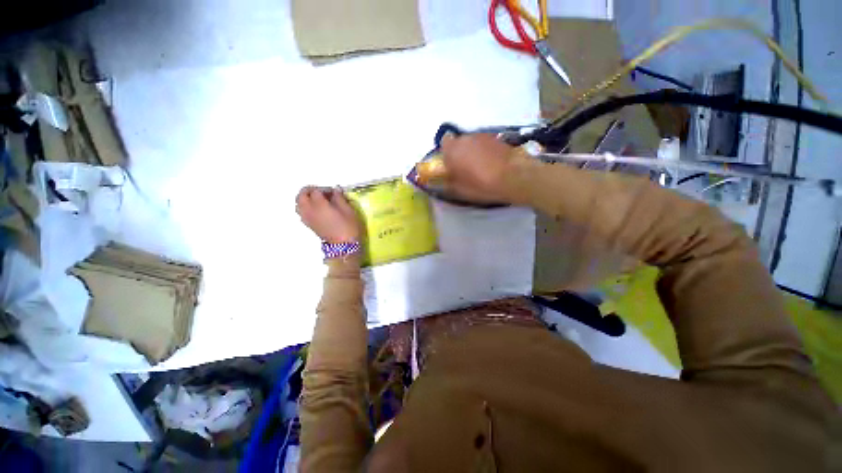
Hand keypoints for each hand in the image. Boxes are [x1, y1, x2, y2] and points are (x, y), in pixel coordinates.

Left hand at [296, 187, 360, 243]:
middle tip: (322, 193)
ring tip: (317, 201)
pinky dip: (305, 207)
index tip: (334, 192)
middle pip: (301, 195)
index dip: (324, 189)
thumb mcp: (348, 210)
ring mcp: (308, 218)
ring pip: (298, 204)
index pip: (316, 191)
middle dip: (310, 191)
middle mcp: (310, 210)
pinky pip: (301, 213)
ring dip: (305, 199)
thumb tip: (336, 190)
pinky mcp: (309, 225)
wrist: (344, 246)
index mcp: (319, 205)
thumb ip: (340, 198)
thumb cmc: (348, 226)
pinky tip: (316, 210)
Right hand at [440, 133, 514, 203]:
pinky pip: (484, 144)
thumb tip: (443, 180)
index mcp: (452, 150)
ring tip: (480, 167)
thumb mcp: (459, 191)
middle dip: (460, 153)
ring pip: (472, 143)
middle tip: (465, 168)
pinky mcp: (496, 138)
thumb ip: (447, 183)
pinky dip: (485, 151)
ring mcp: (482, 136)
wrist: (512, 177)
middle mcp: (465, 138)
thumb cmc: (481, 185)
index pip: (443, 143)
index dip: (446, 153)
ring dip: (473, 152)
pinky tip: (491, 164)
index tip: (451, 164)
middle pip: (458, 142)